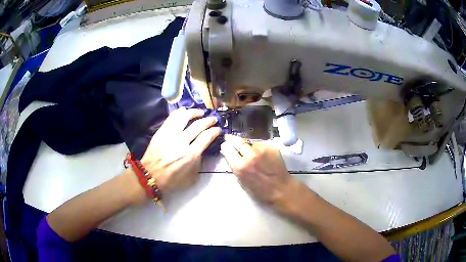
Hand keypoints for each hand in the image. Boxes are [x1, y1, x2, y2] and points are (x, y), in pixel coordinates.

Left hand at [140, 107, 220, 193]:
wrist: (150, 175)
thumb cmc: (171, 180)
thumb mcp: (191, 178)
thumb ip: (199, 163)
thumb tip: (202, 149)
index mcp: (191, 155)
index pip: (207, 136)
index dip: (215, 131)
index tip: (218, 129)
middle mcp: (182, 141)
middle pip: (198, 125)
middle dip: (209, 120)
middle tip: (213, 119)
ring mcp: (170, 134)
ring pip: (185, 116)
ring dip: (195, 112)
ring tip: (200, 112)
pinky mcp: (162, 131)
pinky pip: (172, 117)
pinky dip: (180, 112)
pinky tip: (185, 111)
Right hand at [220, 134, 295, 204]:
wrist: (281, 189)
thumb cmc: (260, 190)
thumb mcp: (241, 181)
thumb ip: (234, 166)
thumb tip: (227, 153)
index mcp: (240, 166)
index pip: (227, 147)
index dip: (225, 147)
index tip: (226, 147)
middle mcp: (250, 155)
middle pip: (236, 140)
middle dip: (232, 140)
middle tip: (230, 140)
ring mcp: (262, 149)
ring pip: (249, 142)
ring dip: (247, 146)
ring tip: (251, 153)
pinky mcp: (271, 146)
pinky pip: (260, 144)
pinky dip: (258, 148)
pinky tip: (262, 155)